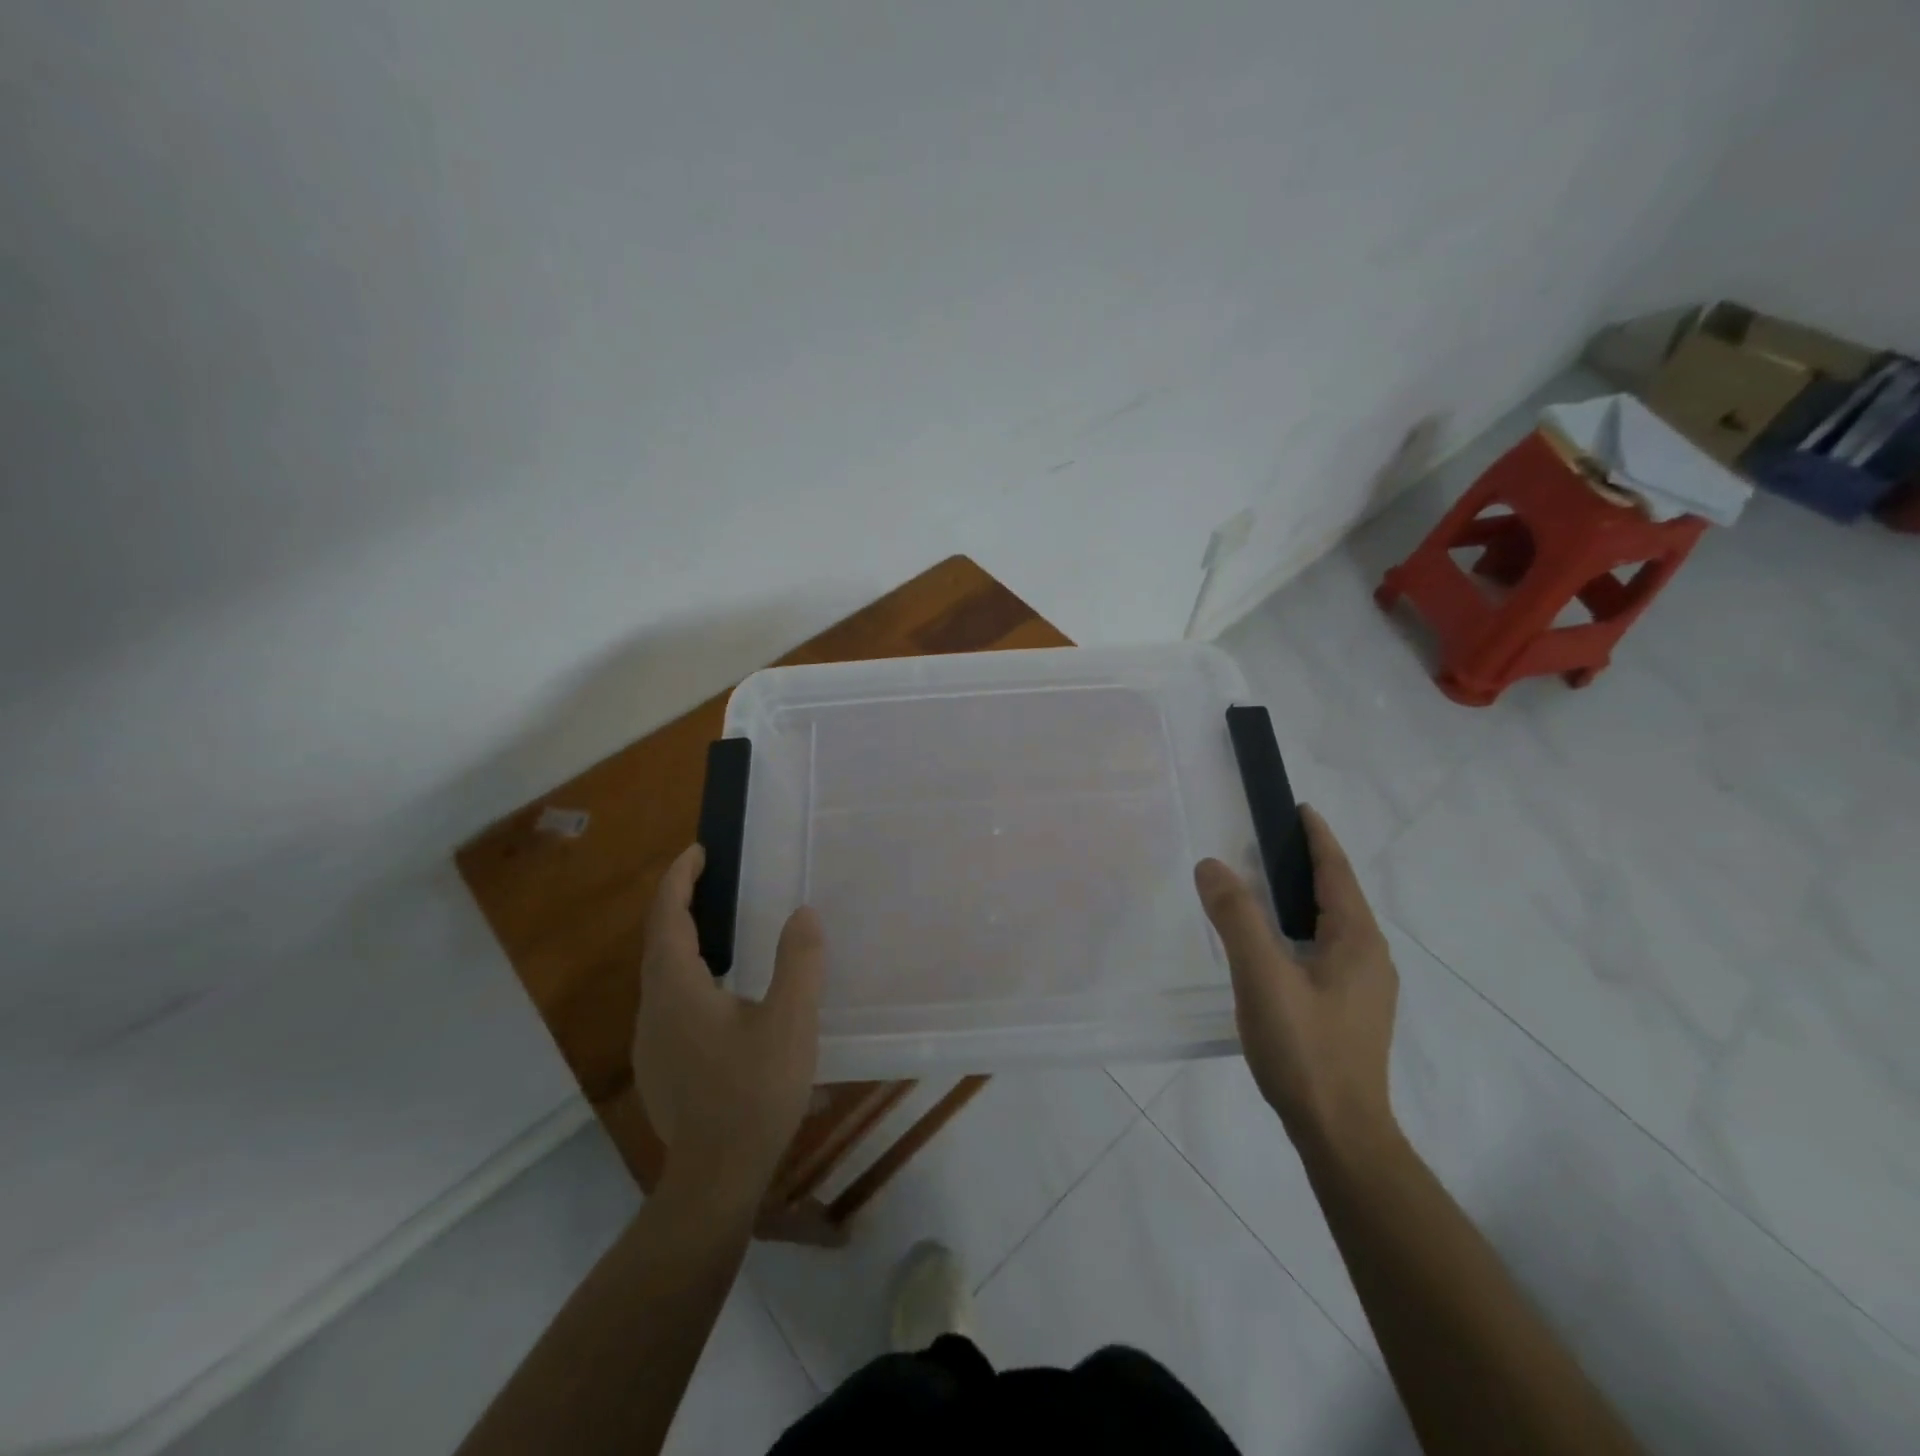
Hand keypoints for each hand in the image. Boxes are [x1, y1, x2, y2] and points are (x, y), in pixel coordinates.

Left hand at [632, 844, 824, 1202]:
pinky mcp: (660, 1066)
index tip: (698, 852)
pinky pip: (669, 1001)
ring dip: (683, 941)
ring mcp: (651, 1042)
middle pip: (658, 942)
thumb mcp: (790, 1022)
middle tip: (711, 880)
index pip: (668, 917)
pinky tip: (721, 992)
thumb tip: (803, 914)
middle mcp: (654, 1009)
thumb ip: (799, 963)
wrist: (715, 1180)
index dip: (679, 879)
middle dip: (679, 904)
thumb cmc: (753, 1093)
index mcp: (677, 989)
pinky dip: (688, 974)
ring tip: (719, 928)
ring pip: (661, 975)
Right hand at [1194, 806, 1399, 1155]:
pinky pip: (1328, 949)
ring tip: (1265, 885)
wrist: (1340, 1132)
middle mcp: (1370, 957)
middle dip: (1309, 863)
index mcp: (1358, 941)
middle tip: (1266, 842)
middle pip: (1339, 895)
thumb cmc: (1305, 1049)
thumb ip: (1237, 918)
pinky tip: (1277, 944)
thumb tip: (1212, 865)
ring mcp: (1364, 987)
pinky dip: (1302, 928)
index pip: (1337, 872)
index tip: (1298, 808)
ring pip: (1334, 925)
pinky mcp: (1352, 1010)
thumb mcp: (1262, 978)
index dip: (1318, 837)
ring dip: (1305, 897)